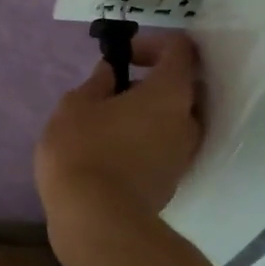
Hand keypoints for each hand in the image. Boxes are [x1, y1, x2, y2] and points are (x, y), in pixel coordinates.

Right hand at [35, 31, 203, 220]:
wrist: (97, 220)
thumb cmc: (84, 150)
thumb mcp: (76, 106)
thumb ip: (98, 83)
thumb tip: (112, 74)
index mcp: (170, 93)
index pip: (180, 50)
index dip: (153, 44)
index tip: (123, 57)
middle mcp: (188, 121)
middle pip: (183, 87)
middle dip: (153, 82)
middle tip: (117, 90)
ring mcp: (184, 155)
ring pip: (175, 121)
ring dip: (150, 114)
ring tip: (112, 123)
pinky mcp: (173, 182)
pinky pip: (166, 148)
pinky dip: (148, 141)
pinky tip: (115, 151)